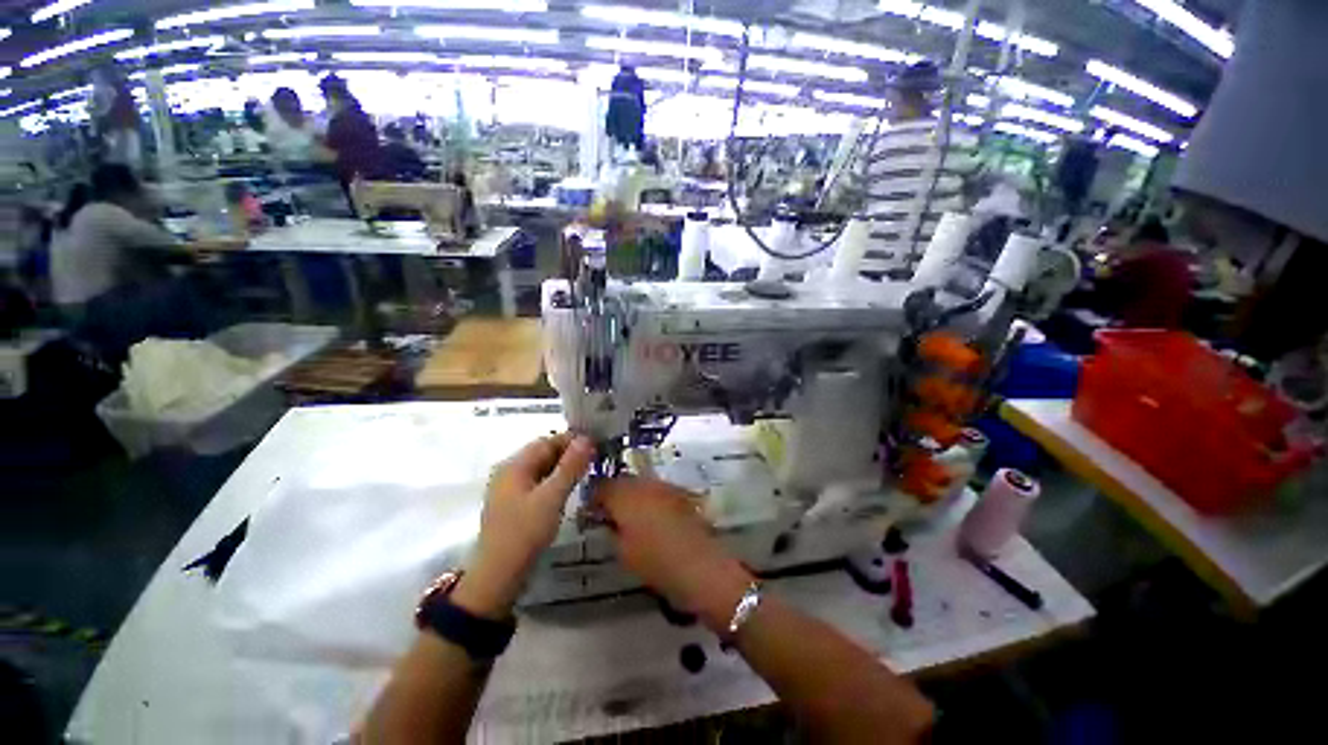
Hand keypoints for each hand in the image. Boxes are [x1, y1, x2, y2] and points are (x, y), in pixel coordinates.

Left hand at [452, 433, 592, 619]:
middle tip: (596, 459)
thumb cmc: (525, 532)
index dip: (572, 440)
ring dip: (563, 468)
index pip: (547, 441)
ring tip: (588, 472)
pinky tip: (569, 489)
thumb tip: (587, 438)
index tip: (597, 444)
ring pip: (542, 469)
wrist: (498, 576)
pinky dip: (555, 482)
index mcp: (514, 465)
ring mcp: (509, 489)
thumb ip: (570, 466)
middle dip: (569, 454)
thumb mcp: (552, 497)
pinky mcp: (514, 504)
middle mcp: (509, 472)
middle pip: (543, 453)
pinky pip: (538, 483)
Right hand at [596, 477, 752, 632]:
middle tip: (610, 511)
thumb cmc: (653, 561)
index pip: (602, 486)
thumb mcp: (622, 549)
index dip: (594, 497)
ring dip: (634, 493)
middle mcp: (645, 483)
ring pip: (642, 482)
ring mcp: (665, 486)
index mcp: (625, 495)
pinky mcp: (680, 493)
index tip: (591, 509)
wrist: (697, 564)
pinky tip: (653, 514)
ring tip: (631, 513)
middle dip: (615, 492)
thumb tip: (607, 519)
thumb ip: (611, 528)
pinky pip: (659, 490)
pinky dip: (652, 498)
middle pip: (623, 480)